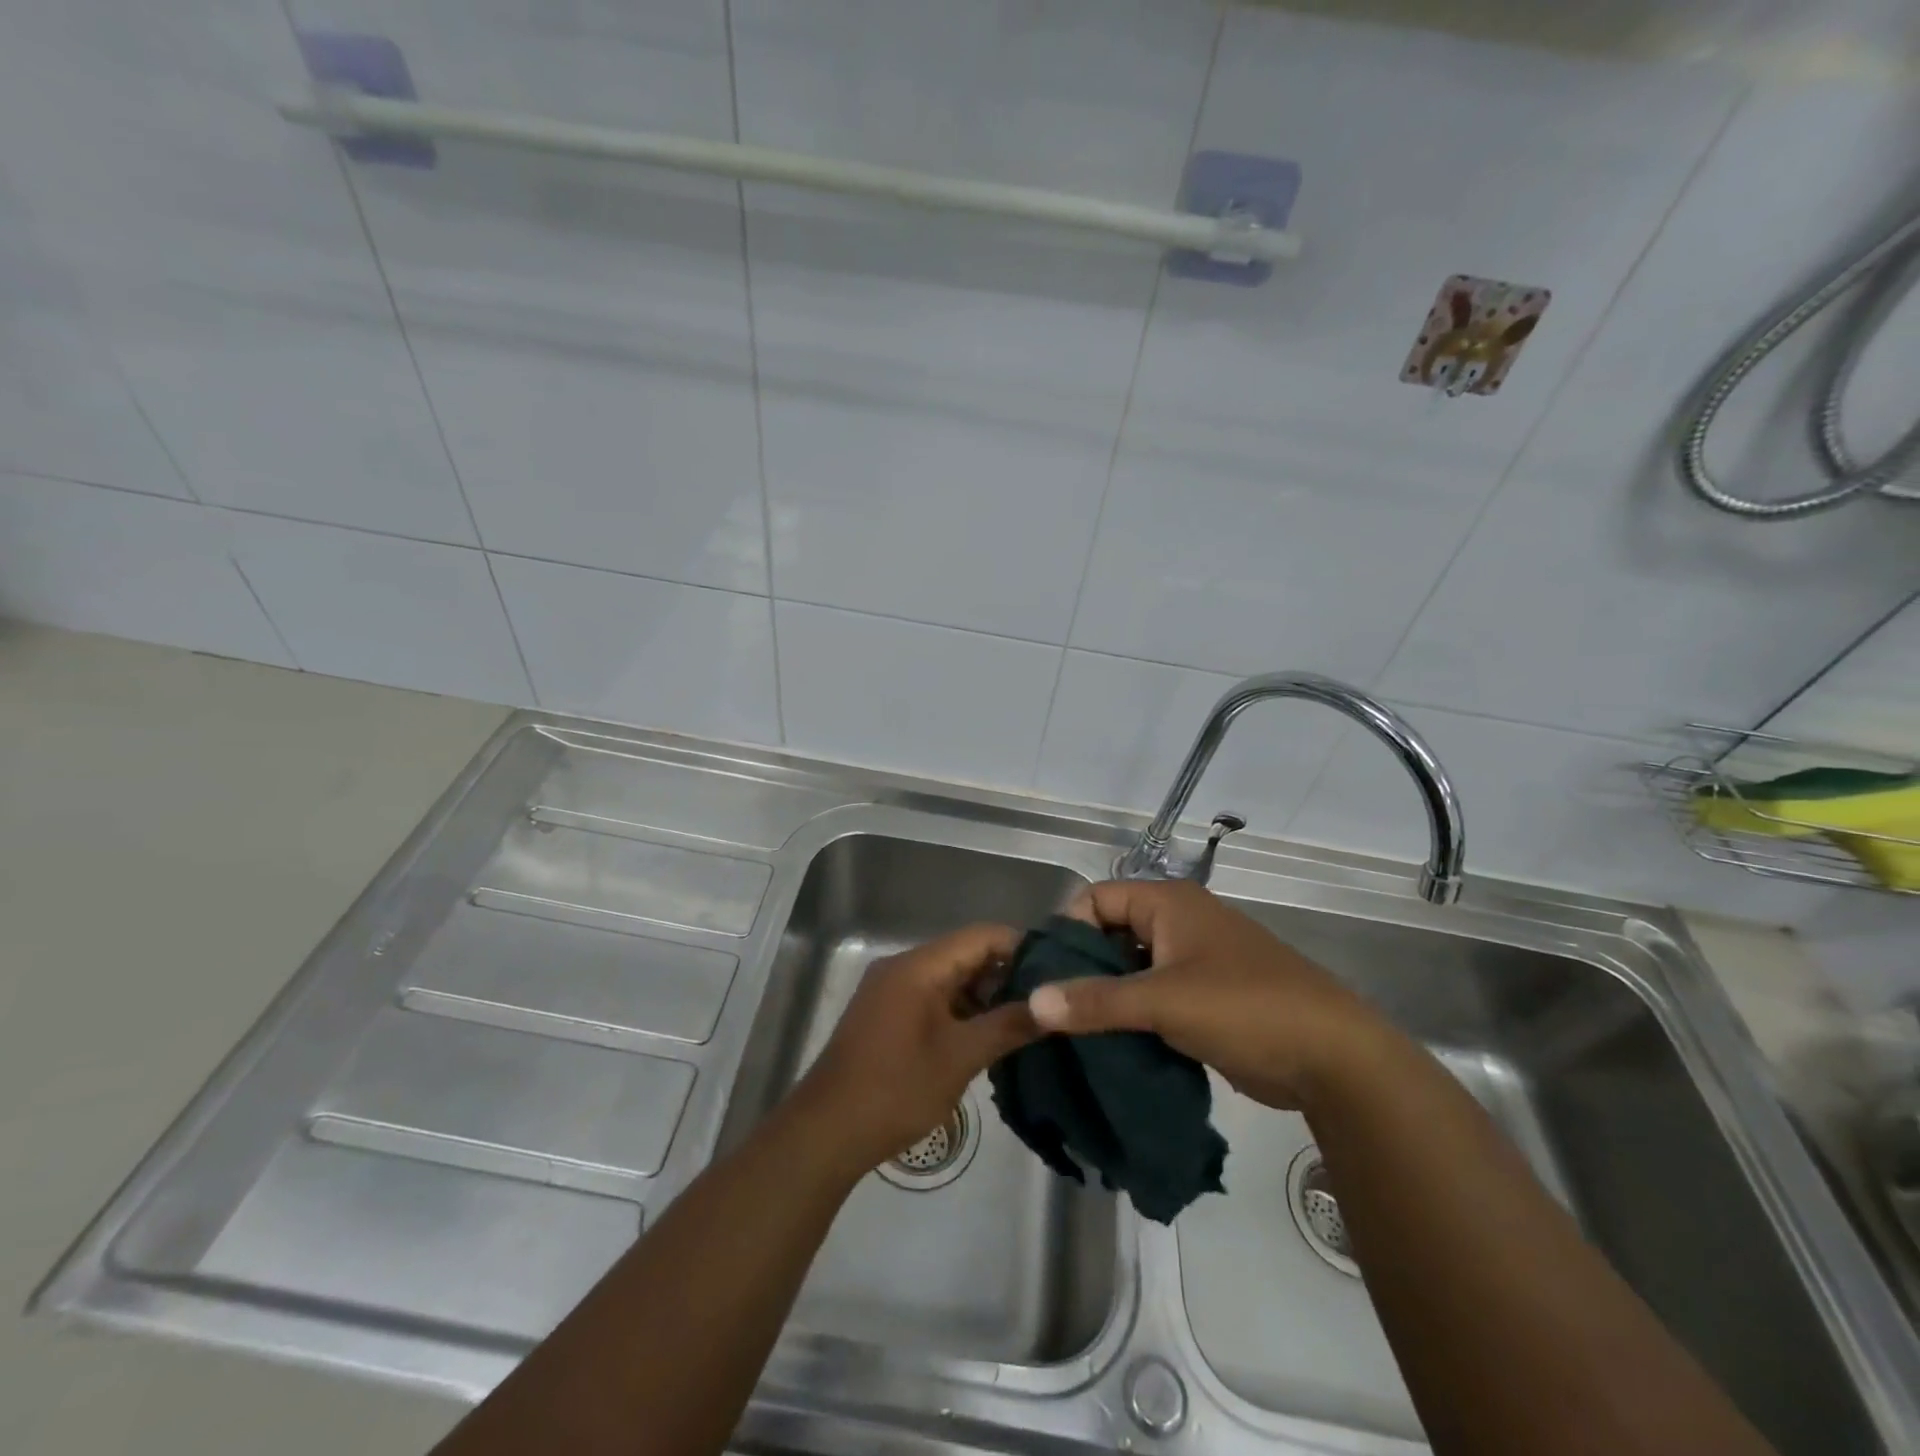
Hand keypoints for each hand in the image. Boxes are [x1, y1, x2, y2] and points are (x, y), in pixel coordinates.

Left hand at [792, 923, 1038, 1172]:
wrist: (826, 1131)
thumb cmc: (896, 1088)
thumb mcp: (960, 1058)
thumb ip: (1007, 1026)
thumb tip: (1051, 1007)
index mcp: (919, 965)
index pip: (981, 936)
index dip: (1021, 947)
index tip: (1057, 970)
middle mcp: (903, 967)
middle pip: (965, 954)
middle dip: (1006, 974)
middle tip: (1047, 1000)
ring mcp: (891, 990)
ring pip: (950, 978)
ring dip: (984, 996)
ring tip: (1026, 1020)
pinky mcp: (886, 1014)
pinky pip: (933, 998)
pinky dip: (961, 1010)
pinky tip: (987, 1036)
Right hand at [1029, 879, 1392, 1109]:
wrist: (1334, 1057)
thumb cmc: (1244, 1007)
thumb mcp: (1163, 1002)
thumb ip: (1095, 1001)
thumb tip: (1032, 1001)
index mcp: (1168, 902)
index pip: (1095, 899)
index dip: (1068, 931)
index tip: (1046, 975)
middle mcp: (1179, 921)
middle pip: (1110, 933)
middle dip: (1083, 968)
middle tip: (1055, 1010)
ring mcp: (1195, 960)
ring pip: (1131, 968)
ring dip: (1107, 996)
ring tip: (1075, 1033)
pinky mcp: (1206, 997)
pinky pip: (1154, 995)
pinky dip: (1133, 1014)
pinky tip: (1111, 1045)